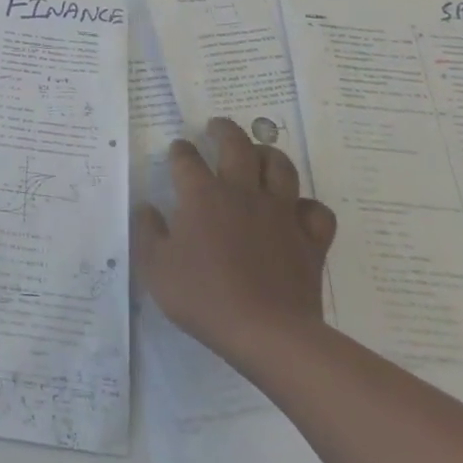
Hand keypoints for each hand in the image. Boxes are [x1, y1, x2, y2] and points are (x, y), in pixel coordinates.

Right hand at [132, 116, 336, 369]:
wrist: (267, 333)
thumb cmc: (204, 297)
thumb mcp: (156, 267)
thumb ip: (147, 231)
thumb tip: (146, 207)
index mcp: (202, 195)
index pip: (187, 158)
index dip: (180, 150)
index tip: (177, 151)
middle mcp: (242, 192)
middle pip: (237, 145)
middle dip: (224, 130)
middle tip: (216, 128)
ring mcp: (280, 213)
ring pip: (280, 166)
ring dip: (268, 154)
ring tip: (258, 155)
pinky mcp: (309, 239)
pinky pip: (316, 210)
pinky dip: (307, 206)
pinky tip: (296, 211)